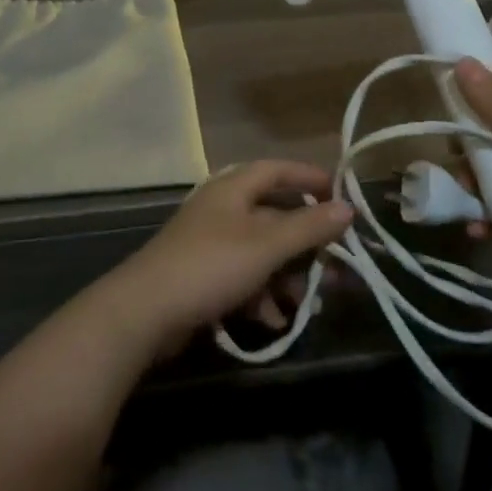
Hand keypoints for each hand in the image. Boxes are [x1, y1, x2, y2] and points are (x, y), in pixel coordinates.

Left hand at [94, 160, 352, 356]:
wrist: (143, 313)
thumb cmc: (210, 266)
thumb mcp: (266, 245)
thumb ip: (308, 226)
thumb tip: (348, 208)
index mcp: (232, 189)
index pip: (277, 169)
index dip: (309, 177)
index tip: (341, 196)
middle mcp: (221, 210)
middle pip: (274, 216)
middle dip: (306, 243)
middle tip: (336, 263)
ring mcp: (209, 244)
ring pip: (262, 253)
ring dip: (287, 276)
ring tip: (308, 302)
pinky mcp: (202, 277)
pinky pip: (244, 278)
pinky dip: (262, 295)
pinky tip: (273, 320)